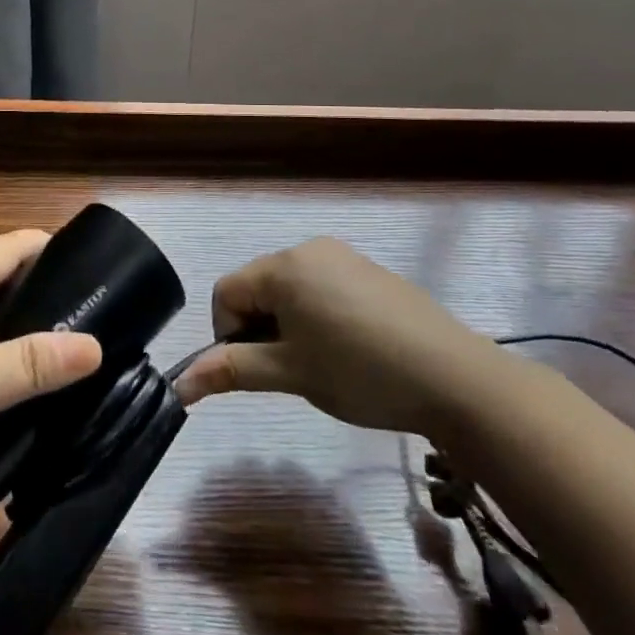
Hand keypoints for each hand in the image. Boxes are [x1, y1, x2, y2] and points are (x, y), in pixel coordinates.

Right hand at [173, 237, 503, 437]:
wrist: (455, 378)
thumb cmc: (360, 372)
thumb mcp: (290, 373)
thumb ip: (232, 369)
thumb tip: (179, 384)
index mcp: (283, 266)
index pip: (226, 292)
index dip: (229, 334)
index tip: (260, 370)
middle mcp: (309, 249)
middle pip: (257, 286)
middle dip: (260, 327)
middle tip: (290, 369)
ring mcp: (344, 257)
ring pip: (290, 289)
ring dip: (288, 323)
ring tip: (321, 362)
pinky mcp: (371, 271)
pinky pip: (323, 287)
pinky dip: (318, 314)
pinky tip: (350, 348)